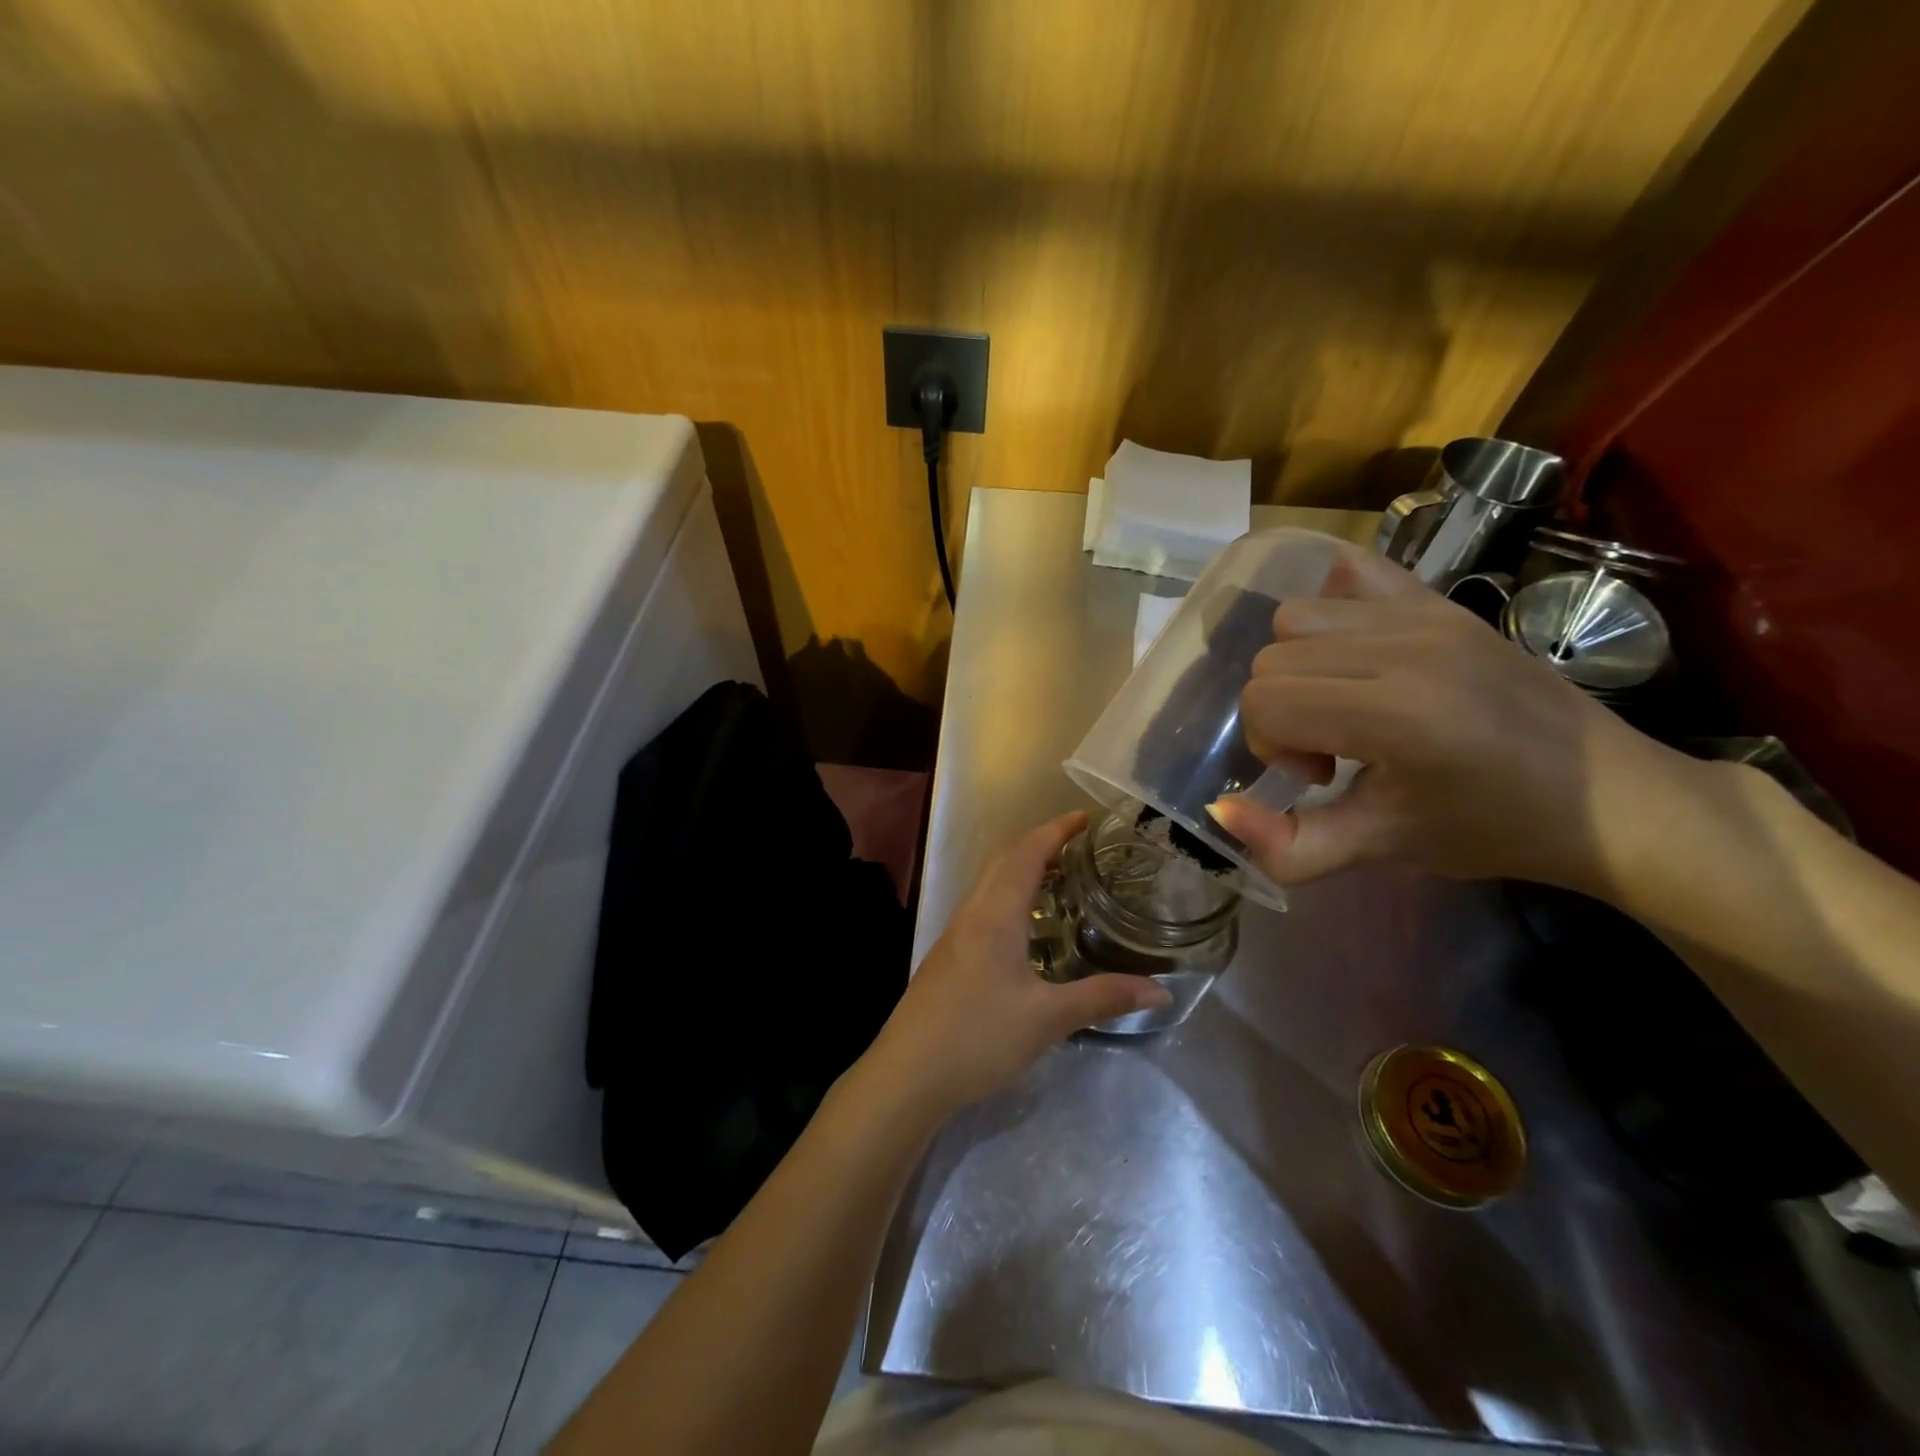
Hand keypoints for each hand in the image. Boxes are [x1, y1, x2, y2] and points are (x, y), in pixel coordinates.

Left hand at [865, 812, 1172, 1113]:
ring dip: (1021, 870)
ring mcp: (954, 935)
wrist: (907, 1074)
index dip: (1056, 831)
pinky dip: (1009, 897)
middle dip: (1040, 844)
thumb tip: (1160, 991)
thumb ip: (1102, 998)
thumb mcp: (1047, 1019)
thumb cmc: (978, 1036)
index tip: (1085, 817)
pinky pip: (983, 908)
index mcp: (995, 914)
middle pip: (1004, 860)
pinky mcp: (947, 957)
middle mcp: (972, 913)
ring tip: (1060, 880)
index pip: (1027, 853)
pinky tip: (1026, 930)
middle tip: (1079, 846)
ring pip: (990, 884)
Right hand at [1209, 544, 1688, 893]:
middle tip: (1331, 751)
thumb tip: (1218, 811)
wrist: (1611, 798)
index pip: (1265, 703)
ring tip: (1343, 703)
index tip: (1321, 778)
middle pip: (1270, 659)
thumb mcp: (1383, 849)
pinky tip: (1352, 649)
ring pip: (1294, 617)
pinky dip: (1329, 606)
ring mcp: (1427, 612)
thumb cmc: (1493, 830)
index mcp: (1397, 714)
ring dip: (1297, 666)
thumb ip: (1289, 846)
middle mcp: (1406, 647)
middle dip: (1280, 713)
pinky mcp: (1441, 599)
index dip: (1272, 748)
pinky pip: (1349, 572)